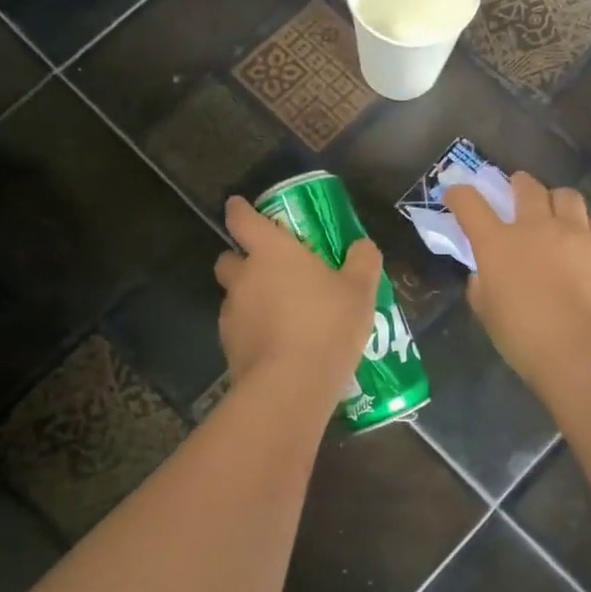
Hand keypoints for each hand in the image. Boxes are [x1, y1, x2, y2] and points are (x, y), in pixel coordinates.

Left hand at [214, 196, 382, 392]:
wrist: (292, 384)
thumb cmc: (327, 324)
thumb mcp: (360, 291)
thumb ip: (362, 262)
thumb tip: (362, 246)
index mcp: (271, 252)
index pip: (242, 219)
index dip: (240, 210)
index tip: (240, 207)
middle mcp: (244, 277)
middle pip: (228, 259)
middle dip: (241, 260)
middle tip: (270, 272)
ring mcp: (231, 313)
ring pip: (233, 297)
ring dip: (250, 299)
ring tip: (281, 317)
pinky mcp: (229, 347)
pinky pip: (239, 329)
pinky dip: (252, 331)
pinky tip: (278, 346)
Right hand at [443, 171, 590, 384]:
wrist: (587, 351)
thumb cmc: (526, 338)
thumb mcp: (490, 315)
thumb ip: (482, 289)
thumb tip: (483, 276)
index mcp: (498, 244)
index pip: (470, 204)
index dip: (459, 195)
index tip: (455, 195)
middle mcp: (536, 228)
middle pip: (526, 187)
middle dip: (517, 184)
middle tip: (515, 189)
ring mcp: (575, 234)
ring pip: (566, 196)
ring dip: (554, 198)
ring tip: (553, 211)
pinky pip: (590, 224)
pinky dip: (580, 227)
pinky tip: (579, 245)